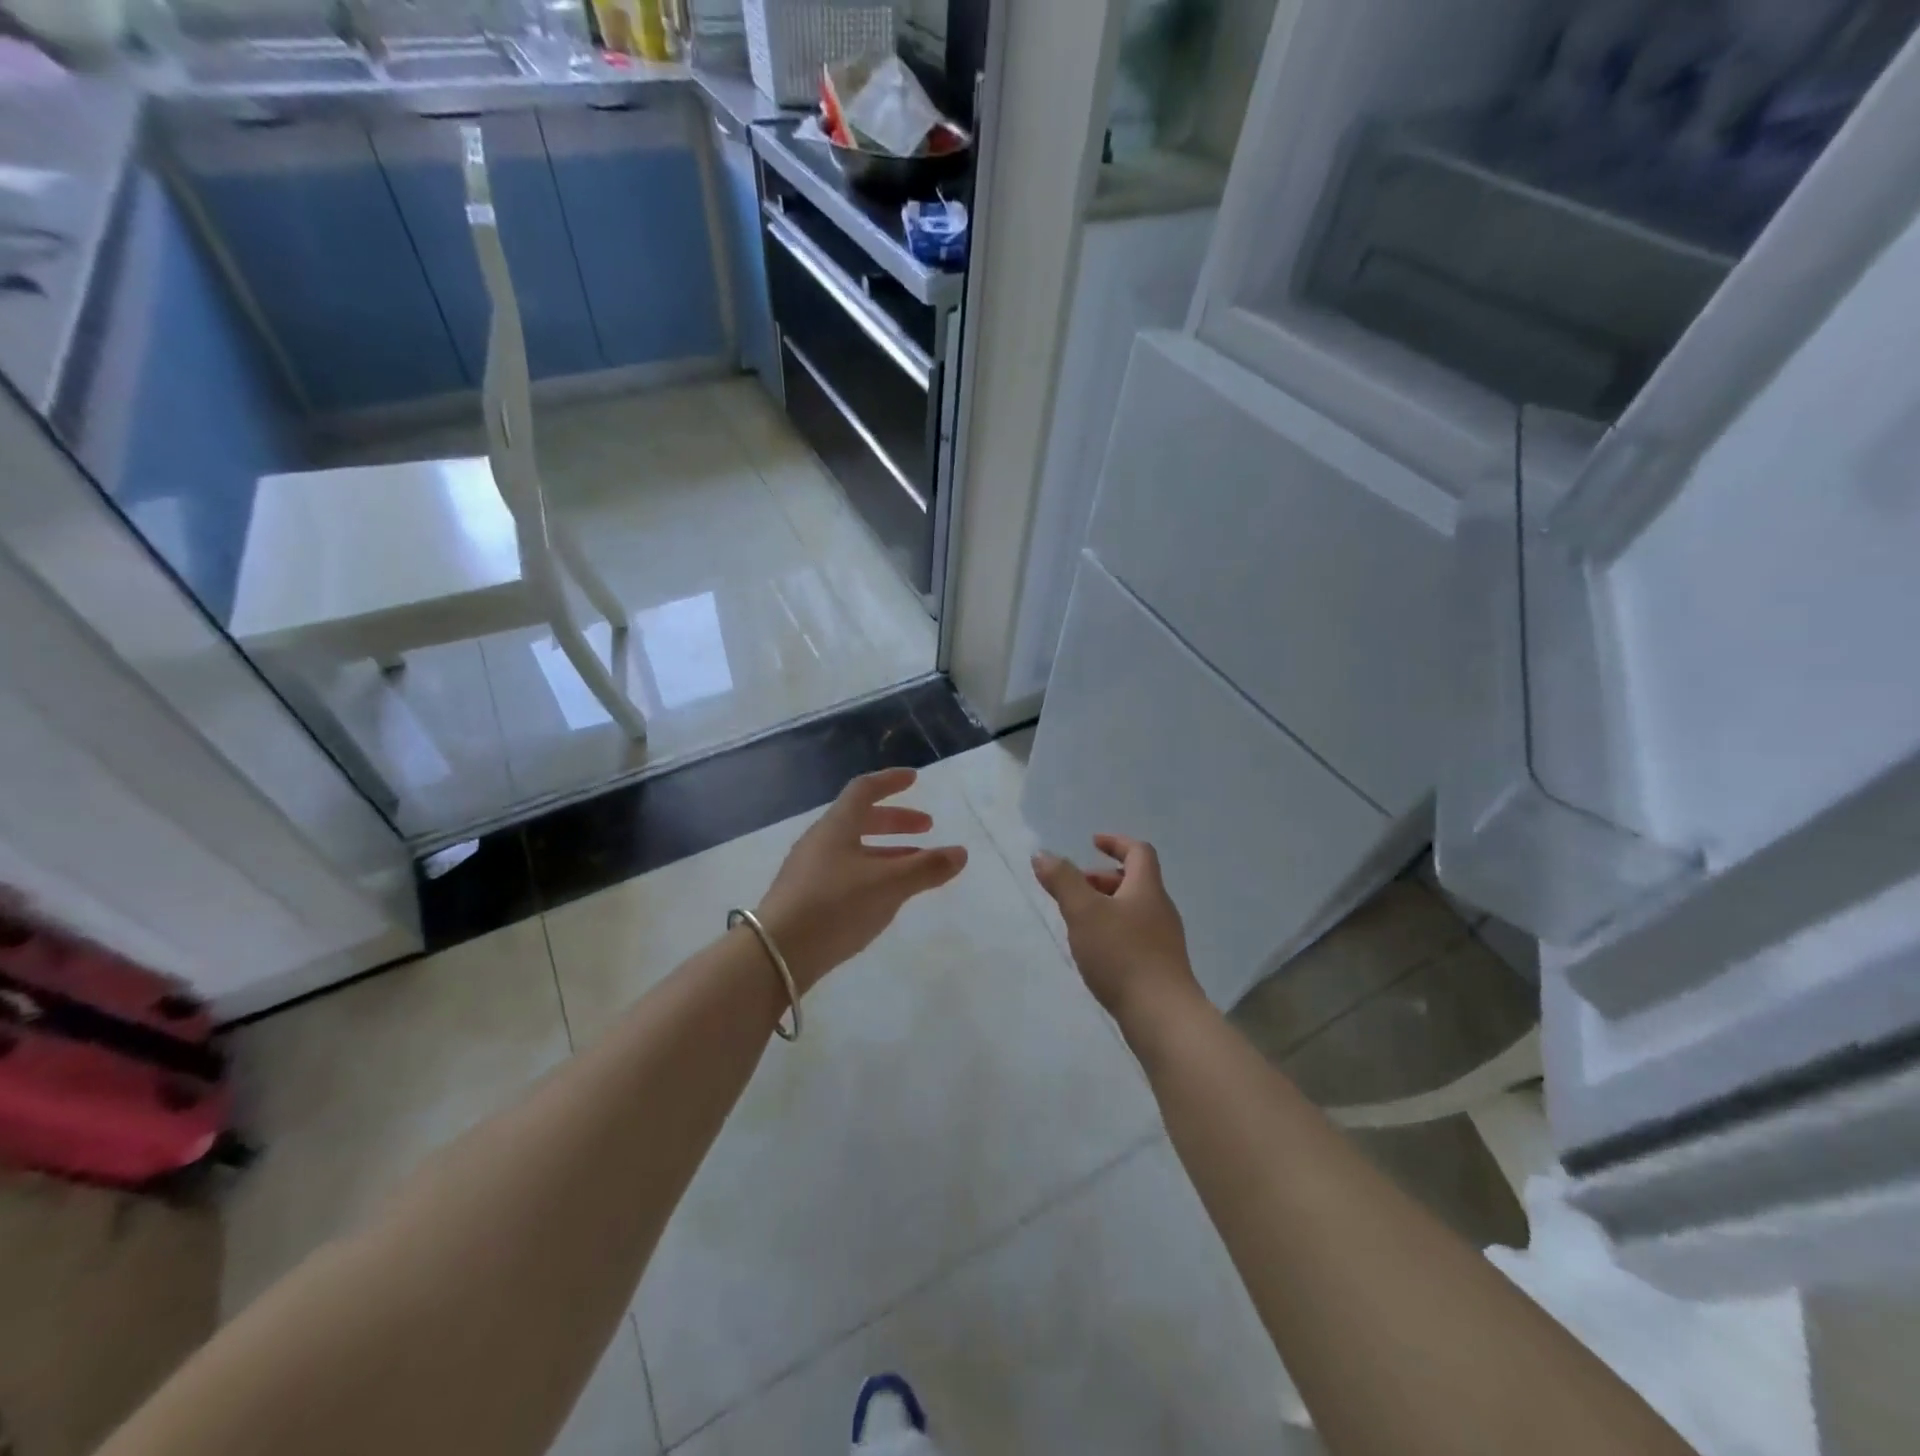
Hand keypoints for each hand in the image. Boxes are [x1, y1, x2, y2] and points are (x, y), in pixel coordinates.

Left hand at [756, 768, 968, 993]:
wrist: (776, 954)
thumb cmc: (835, 905)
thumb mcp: (888, 885)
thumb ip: (926, 868)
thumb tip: (961, 853)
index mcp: (837, 826)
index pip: (865, 790)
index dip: (891, 781)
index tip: (914, 779)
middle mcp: (821, 841)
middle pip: (860, 819)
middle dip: (896, 821)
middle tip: (927, 828)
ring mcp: (809, 870)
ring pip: (854, 848)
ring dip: (887, 850)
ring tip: (915, 865)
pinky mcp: (806, 897)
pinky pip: (846, 872)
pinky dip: (872, 872)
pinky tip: (885, 896)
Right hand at [1033, 835, 1200, 1022]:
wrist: (1162, 1017)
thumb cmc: (1122, 955)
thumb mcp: (1084, 912)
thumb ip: (1062, 881)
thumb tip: (1042, 854)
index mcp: (1147, 889)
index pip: (1138, 852)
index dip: (1116, 843)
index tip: (1093, 842)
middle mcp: (1160, 910)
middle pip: (1135, 881)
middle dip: (1103, 879)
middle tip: (1075, 888)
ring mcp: (1164, 941)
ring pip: (1134, 910)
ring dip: (1106, 906)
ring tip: (1078, 922)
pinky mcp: (1161, 967)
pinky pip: (1135, 935)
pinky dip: (1113, 931)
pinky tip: (1095, 952)